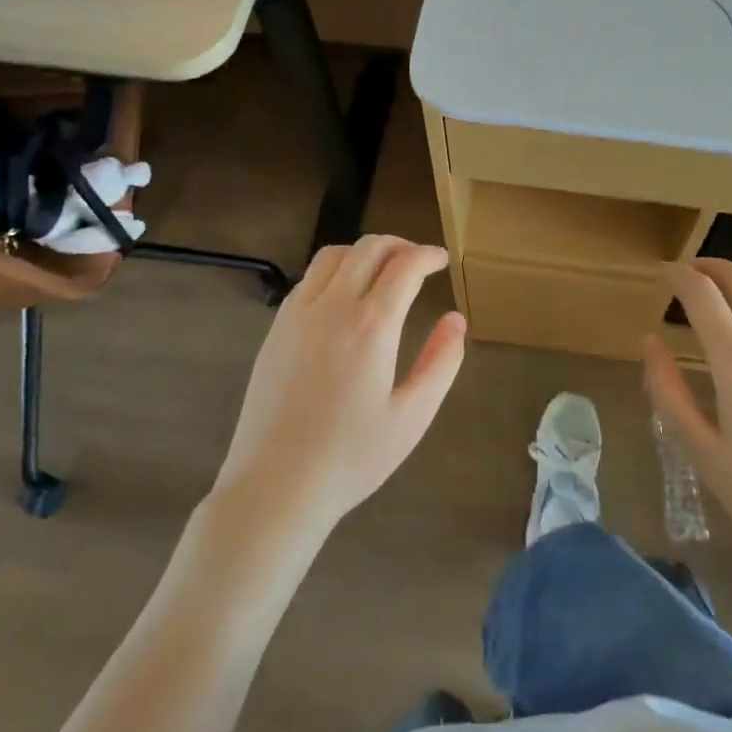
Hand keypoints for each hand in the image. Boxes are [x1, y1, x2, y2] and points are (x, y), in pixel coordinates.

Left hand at [214, 236, 465, 538]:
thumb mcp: (412, 417)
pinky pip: (309, 279)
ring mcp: (298, 314)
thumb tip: (456, 320)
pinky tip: (344, 296)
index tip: (442, 260)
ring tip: (383, 270)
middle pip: (368, 248)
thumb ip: (441, 362)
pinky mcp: (276, 328)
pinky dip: (335, 271)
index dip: (428, 255)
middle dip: (399, 245)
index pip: (404, 266)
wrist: (275, 486)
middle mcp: (332, 307)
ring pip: (333, 255)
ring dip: (364, 252)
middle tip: (418, 260)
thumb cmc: (351, 457)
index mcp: (371, 326)